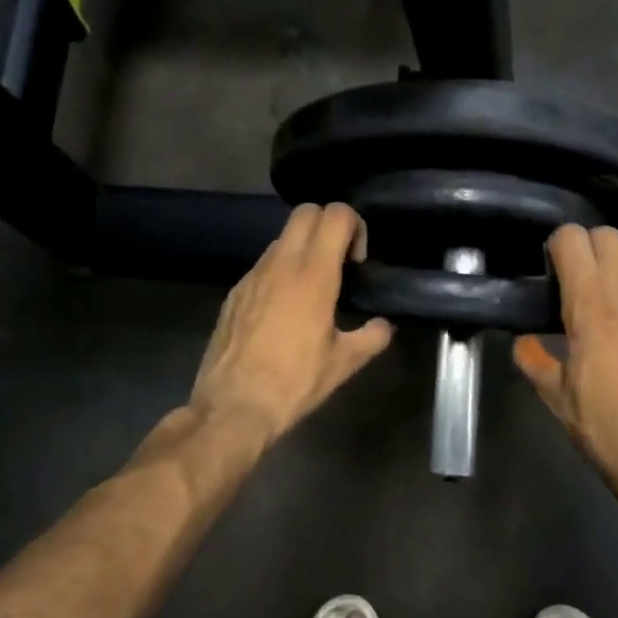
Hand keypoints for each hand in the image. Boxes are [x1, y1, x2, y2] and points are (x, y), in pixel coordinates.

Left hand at [190, 203, 393, 442]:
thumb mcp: (343, 363)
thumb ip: (371, 337)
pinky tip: (284, 311)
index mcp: (313, 274)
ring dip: (303, 249)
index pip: (336, 214)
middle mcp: (280, 264)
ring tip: (312, 290)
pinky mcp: (234, 292)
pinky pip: (263, 266)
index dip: (355, 227)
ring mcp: (252, 275)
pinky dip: (280, 272)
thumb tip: (384, 327)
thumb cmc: (294, 382)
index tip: (357, 263)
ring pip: (281, 238)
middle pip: (306, 211)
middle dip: (328, 225)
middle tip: (339, 264)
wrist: (233, 406)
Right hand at [513, 225, 617, 506]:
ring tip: (600, 291)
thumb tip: (523, 343)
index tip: (547, 267)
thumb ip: (534, 360)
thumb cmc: (602, 426)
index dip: (556, 245)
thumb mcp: (555, 396)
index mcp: (592, 308)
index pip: (574, 240)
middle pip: (609, 236)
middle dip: (586, 245)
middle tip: (571, 275)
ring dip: (614, 261)